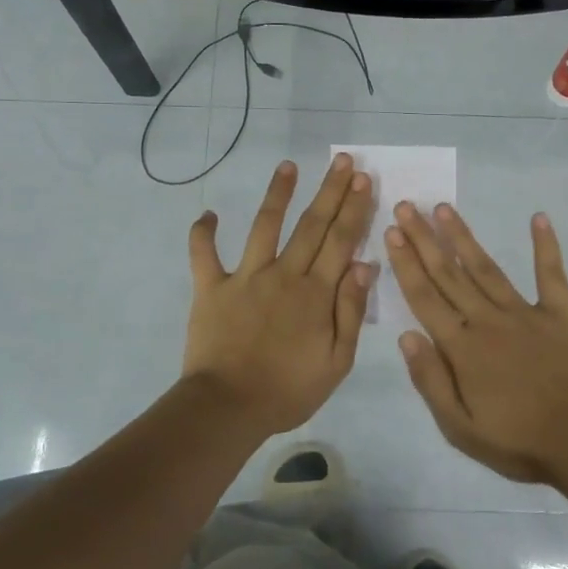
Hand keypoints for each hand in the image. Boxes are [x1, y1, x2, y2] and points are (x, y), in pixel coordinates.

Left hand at [182, 153, 377, 439]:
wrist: (229, 408)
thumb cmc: (289, 391)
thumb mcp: (337, 361)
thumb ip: (351, 311)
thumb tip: (365, 265)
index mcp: (316, 293)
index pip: (341, 241)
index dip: (354, 208)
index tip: (363, 179)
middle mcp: (284, 274)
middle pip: (311, 225)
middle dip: (329, 191)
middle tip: (342, 161)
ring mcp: (245, 278)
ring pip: (264, 227)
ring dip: (277, 194)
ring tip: (288, 165)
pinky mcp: (211, 288)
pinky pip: (203, 255)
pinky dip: (202, 234)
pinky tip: (207, 214)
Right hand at [386, 203, 567, 484]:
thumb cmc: (519, 442)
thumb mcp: (460, 428)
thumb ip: (430, 380)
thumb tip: (406, 336)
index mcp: (463, 347)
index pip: (425, 297)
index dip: (406, 264)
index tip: (391, 232)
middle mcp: (488, 320)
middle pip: (449, 274)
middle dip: (424, 239)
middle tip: (406, 206)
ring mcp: (526, 313)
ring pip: (486, 268)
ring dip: (463, 237)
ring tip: (444, 208)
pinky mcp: (561, 314)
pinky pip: (551, 274)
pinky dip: (546, 246)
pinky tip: (538, 218)